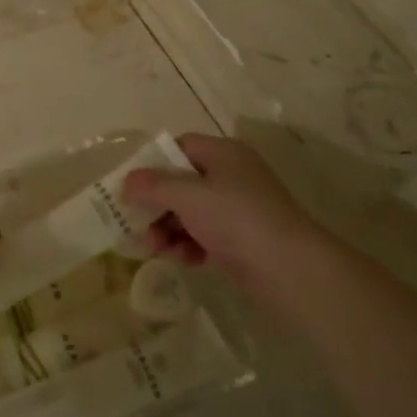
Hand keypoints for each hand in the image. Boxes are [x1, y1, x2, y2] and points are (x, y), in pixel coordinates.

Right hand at [121, 134, 317, 294]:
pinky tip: (184, 260)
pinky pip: (204, 235)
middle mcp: (232, 176)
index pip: (180, 147)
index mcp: (224, 154)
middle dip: (157, 204)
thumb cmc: (236, 218)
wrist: (289, 269)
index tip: (132, 185)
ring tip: (156, 248)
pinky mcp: (241, 240)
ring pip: (190, 212)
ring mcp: (238, 209)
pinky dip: (190, 245)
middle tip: (137, 223)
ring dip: (168, 229)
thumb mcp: (188, 196)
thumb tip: (127, 181)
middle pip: (182, 182)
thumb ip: (153, 186)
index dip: (154, 163)